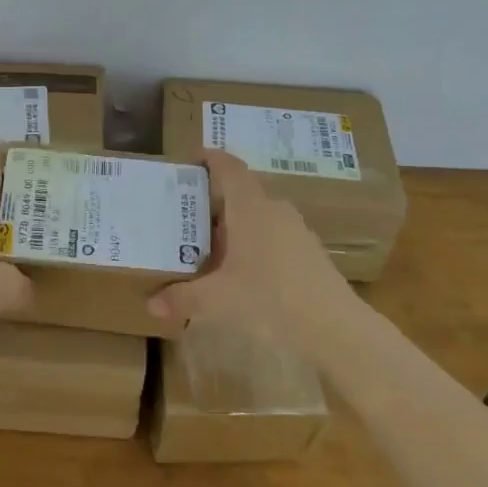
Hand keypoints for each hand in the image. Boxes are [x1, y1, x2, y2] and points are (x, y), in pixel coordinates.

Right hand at [148, 149, 354, 351]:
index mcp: (251, 208)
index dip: (211, 158)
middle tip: (188, 215)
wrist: (336, 328)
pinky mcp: (309, 252)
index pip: (230, 167)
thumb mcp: (217, 300)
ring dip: (235, 226)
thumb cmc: (270, 299)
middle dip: (215, 201)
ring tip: (210, 247)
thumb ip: (183, 298)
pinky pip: (274, 236)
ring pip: (258, 216)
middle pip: (241, 193)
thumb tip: (151, 305)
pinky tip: (243, 272)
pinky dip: (253, 243)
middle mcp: (275, 210)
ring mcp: (297, 230)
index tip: (193, 158)